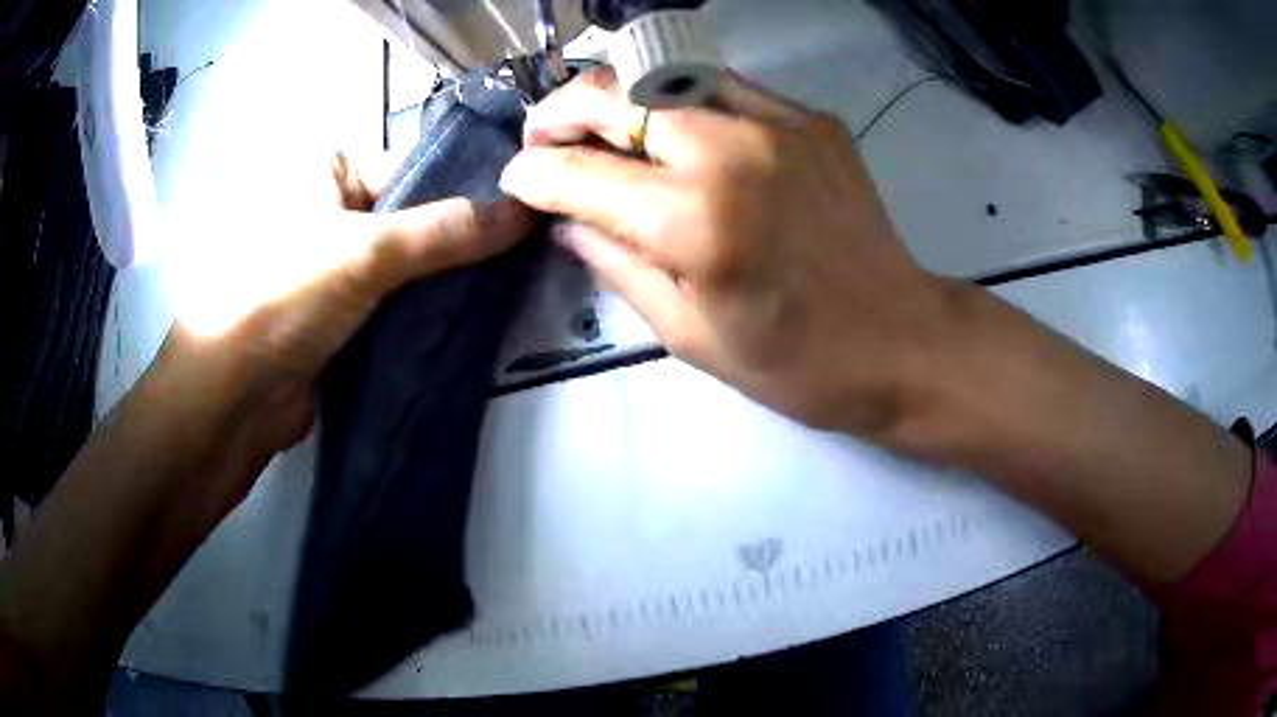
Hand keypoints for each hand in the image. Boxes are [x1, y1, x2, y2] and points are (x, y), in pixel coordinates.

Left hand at [161, 151, 533, 456]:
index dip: (471, 184)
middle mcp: (332, 211)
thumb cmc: (282, 297)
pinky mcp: (344, 318)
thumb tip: (530, 210)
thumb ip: (448, 231)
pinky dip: (431, 311)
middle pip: (417, 216)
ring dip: (453, 279)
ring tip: (518, 282)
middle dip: (467, 238)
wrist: (233, 400)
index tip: (530, 204)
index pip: (416, 164)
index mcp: (328, 170)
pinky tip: (479, 315)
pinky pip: (399, 304)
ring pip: (411, 265)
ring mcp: (337, 268)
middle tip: (533, 249)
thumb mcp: (366, 252)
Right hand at [502, 69, 952, 436]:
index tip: (516, 179)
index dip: (532, 172)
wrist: (901, 339)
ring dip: (617, 97)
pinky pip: (723, 87)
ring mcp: (778, 123)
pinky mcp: (811, 117)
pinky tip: (675, 132)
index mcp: (694, 222)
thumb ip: (616, 263)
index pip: (578, 172)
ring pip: (665, 76)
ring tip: (601, 129)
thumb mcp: (688, 334)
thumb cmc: (796, 362)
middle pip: (615, 93)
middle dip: (559, 112)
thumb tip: (566, 220)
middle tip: (544, 139)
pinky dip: (681, 102)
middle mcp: (731, 151)